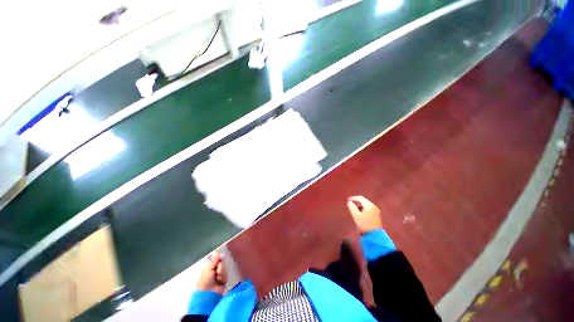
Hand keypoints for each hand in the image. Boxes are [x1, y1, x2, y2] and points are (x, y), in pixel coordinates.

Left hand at [196, 253, 226, 294]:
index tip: (220, 257)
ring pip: (225, 268)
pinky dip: (224, 277)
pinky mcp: (224, 280)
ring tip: (218, 278)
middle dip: (220, 266)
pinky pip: (227, 274)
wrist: (209, 295)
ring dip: (222, 272)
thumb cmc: (205, 281)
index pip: (215, 259)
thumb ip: (214, 260)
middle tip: (217, 271)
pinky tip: (221, 281)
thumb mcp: (208, 269)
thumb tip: (216, 252)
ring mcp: (219, 275)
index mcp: (208, 267)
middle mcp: (214, 270)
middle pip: (221, 262)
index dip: (218, 258)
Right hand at [346, 196, 382, 233]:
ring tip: (354, 209)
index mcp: (369, 205)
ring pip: (366, 205)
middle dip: (356, 201)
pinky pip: (369, 208)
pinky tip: (360, 213)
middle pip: (364, 201)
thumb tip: (349, 202)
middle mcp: (373, 206)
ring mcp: (376, 211)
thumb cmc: (364, 224)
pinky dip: (363, 208)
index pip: (360, 198)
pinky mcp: (377, 215)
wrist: (375, 235)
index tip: (348, 200)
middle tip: (350, 204)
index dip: (353, 198)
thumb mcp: (356, 215)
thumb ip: (352, 207)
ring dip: (360, 205)